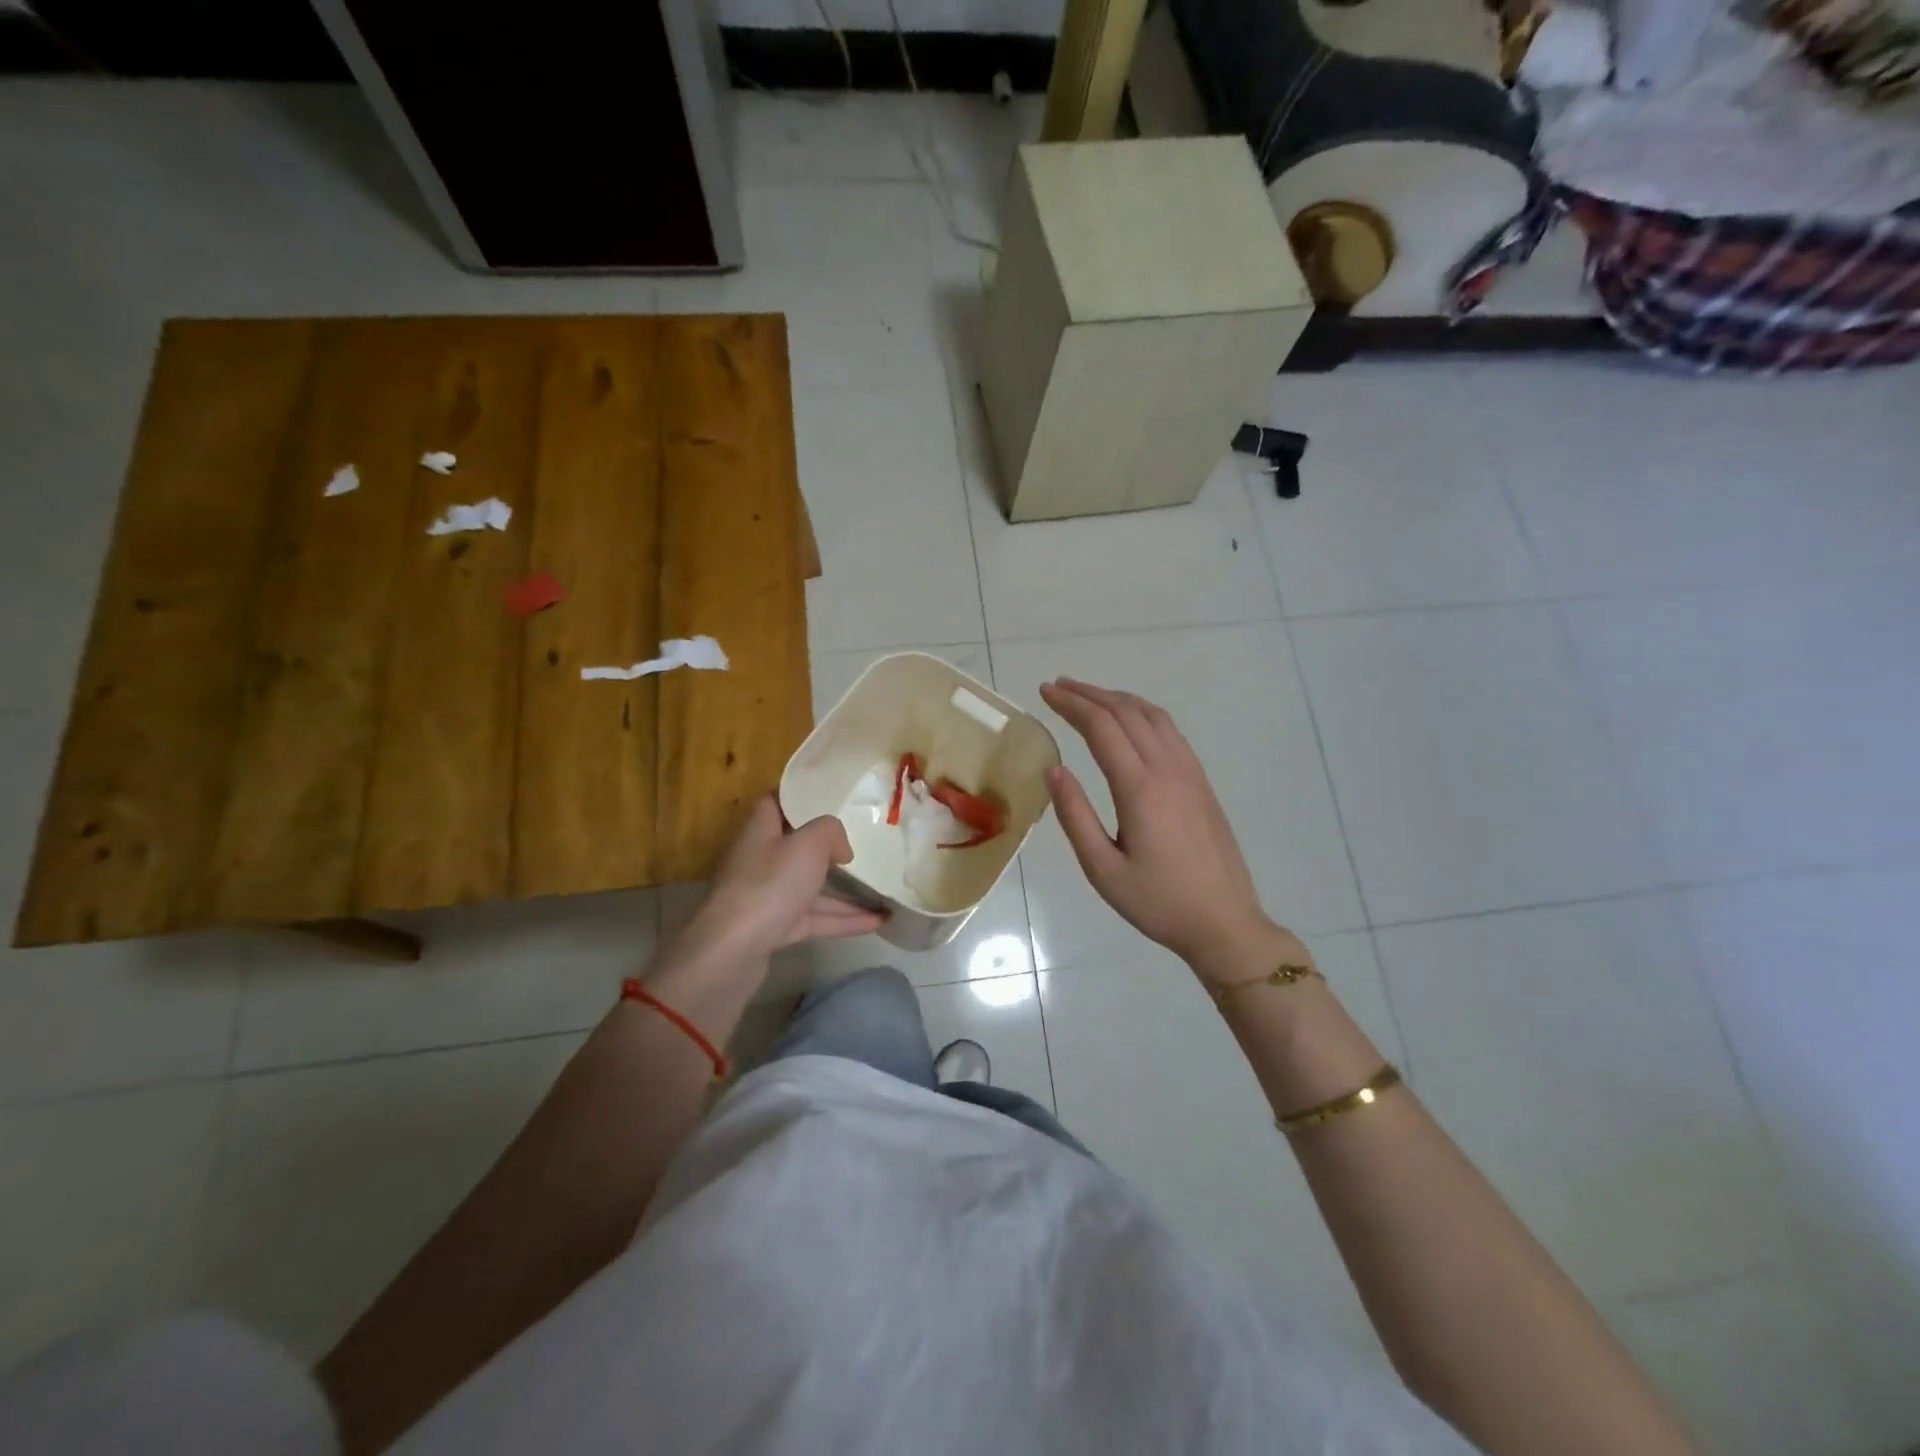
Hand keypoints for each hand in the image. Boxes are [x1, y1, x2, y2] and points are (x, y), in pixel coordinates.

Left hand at [676, 796, 884, 965]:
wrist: (730, 953)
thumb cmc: (769, 886)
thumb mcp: (808, 845)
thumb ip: (831, 832)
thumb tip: (840, 849)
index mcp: (762, 831)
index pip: (776, 802)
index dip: (801, 795)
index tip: (833, 794)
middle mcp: (761, 860)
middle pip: (798, 846)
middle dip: (829, 845)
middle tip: (865, 841)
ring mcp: (767, 897)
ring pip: (811, 887)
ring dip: (846, 890)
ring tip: (883, 889)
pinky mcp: (775, 928)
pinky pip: (816, 918)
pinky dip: (844, 919)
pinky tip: (877, 922)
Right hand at [1039, 678, 1304, 982]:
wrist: (1224, 923)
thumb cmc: (1157, 902)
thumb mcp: (1103, 869)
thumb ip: (1075, 816)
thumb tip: (1054, 769)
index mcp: (1140, 789)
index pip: (1101, 728)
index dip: (1071, 704)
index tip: (1045, 692)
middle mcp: (1168, 770)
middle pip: (1127, 713)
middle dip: (1089, 694)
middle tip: (1058, 687)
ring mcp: (1191, 773)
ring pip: (1153, 716)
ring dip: (1118, 699)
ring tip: (1089, 696)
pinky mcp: (1202, 783)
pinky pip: (1171, 731)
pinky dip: (1143, 713)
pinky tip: (1131, 722)